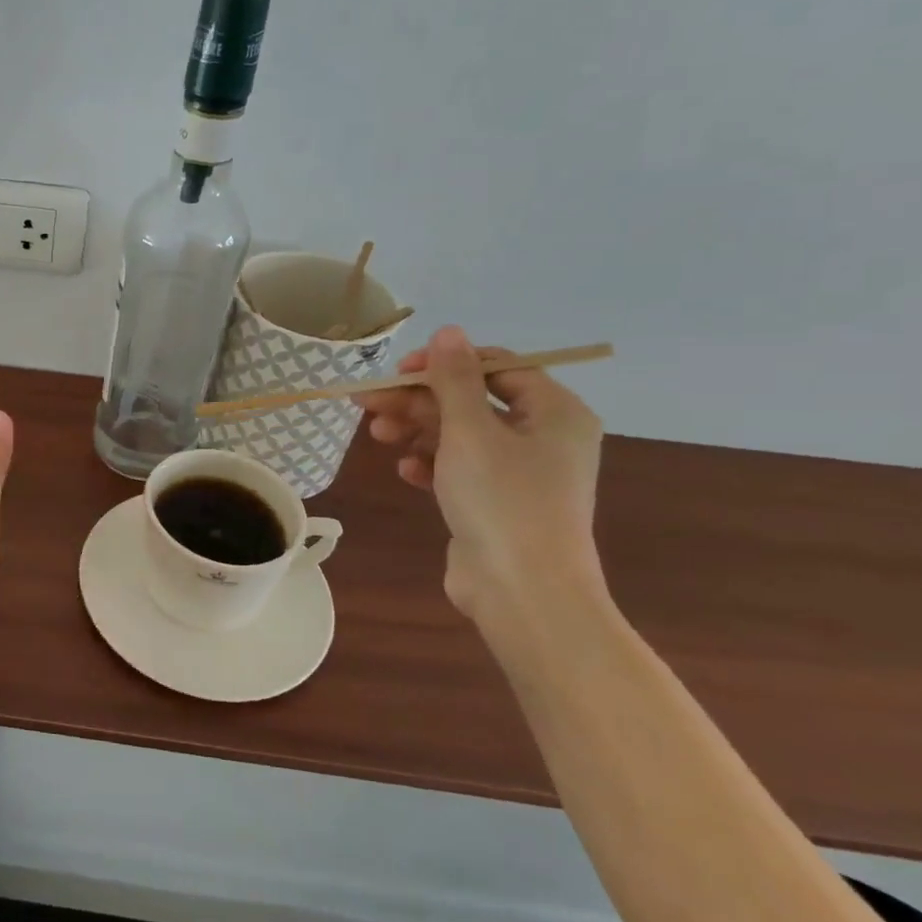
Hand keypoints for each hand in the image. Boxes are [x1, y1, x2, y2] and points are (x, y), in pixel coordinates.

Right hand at [353, 326, 604, 623]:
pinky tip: (406, 472)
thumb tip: (449, 331)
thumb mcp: (470, 431)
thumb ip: (455, 379)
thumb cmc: (502, 499)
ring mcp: (520, 472)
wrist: (522, 590)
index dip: (444, 364)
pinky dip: (430, 464)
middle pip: (470, 401)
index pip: (496, 366)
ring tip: (377, 435)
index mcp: (554, 412)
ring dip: (416, 430)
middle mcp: (543, 437)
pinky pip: (459, 468)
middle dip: (418, 400)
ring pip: (459, 434)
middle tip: (367, 402)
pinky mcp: (496, 501)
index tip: (399, 371)